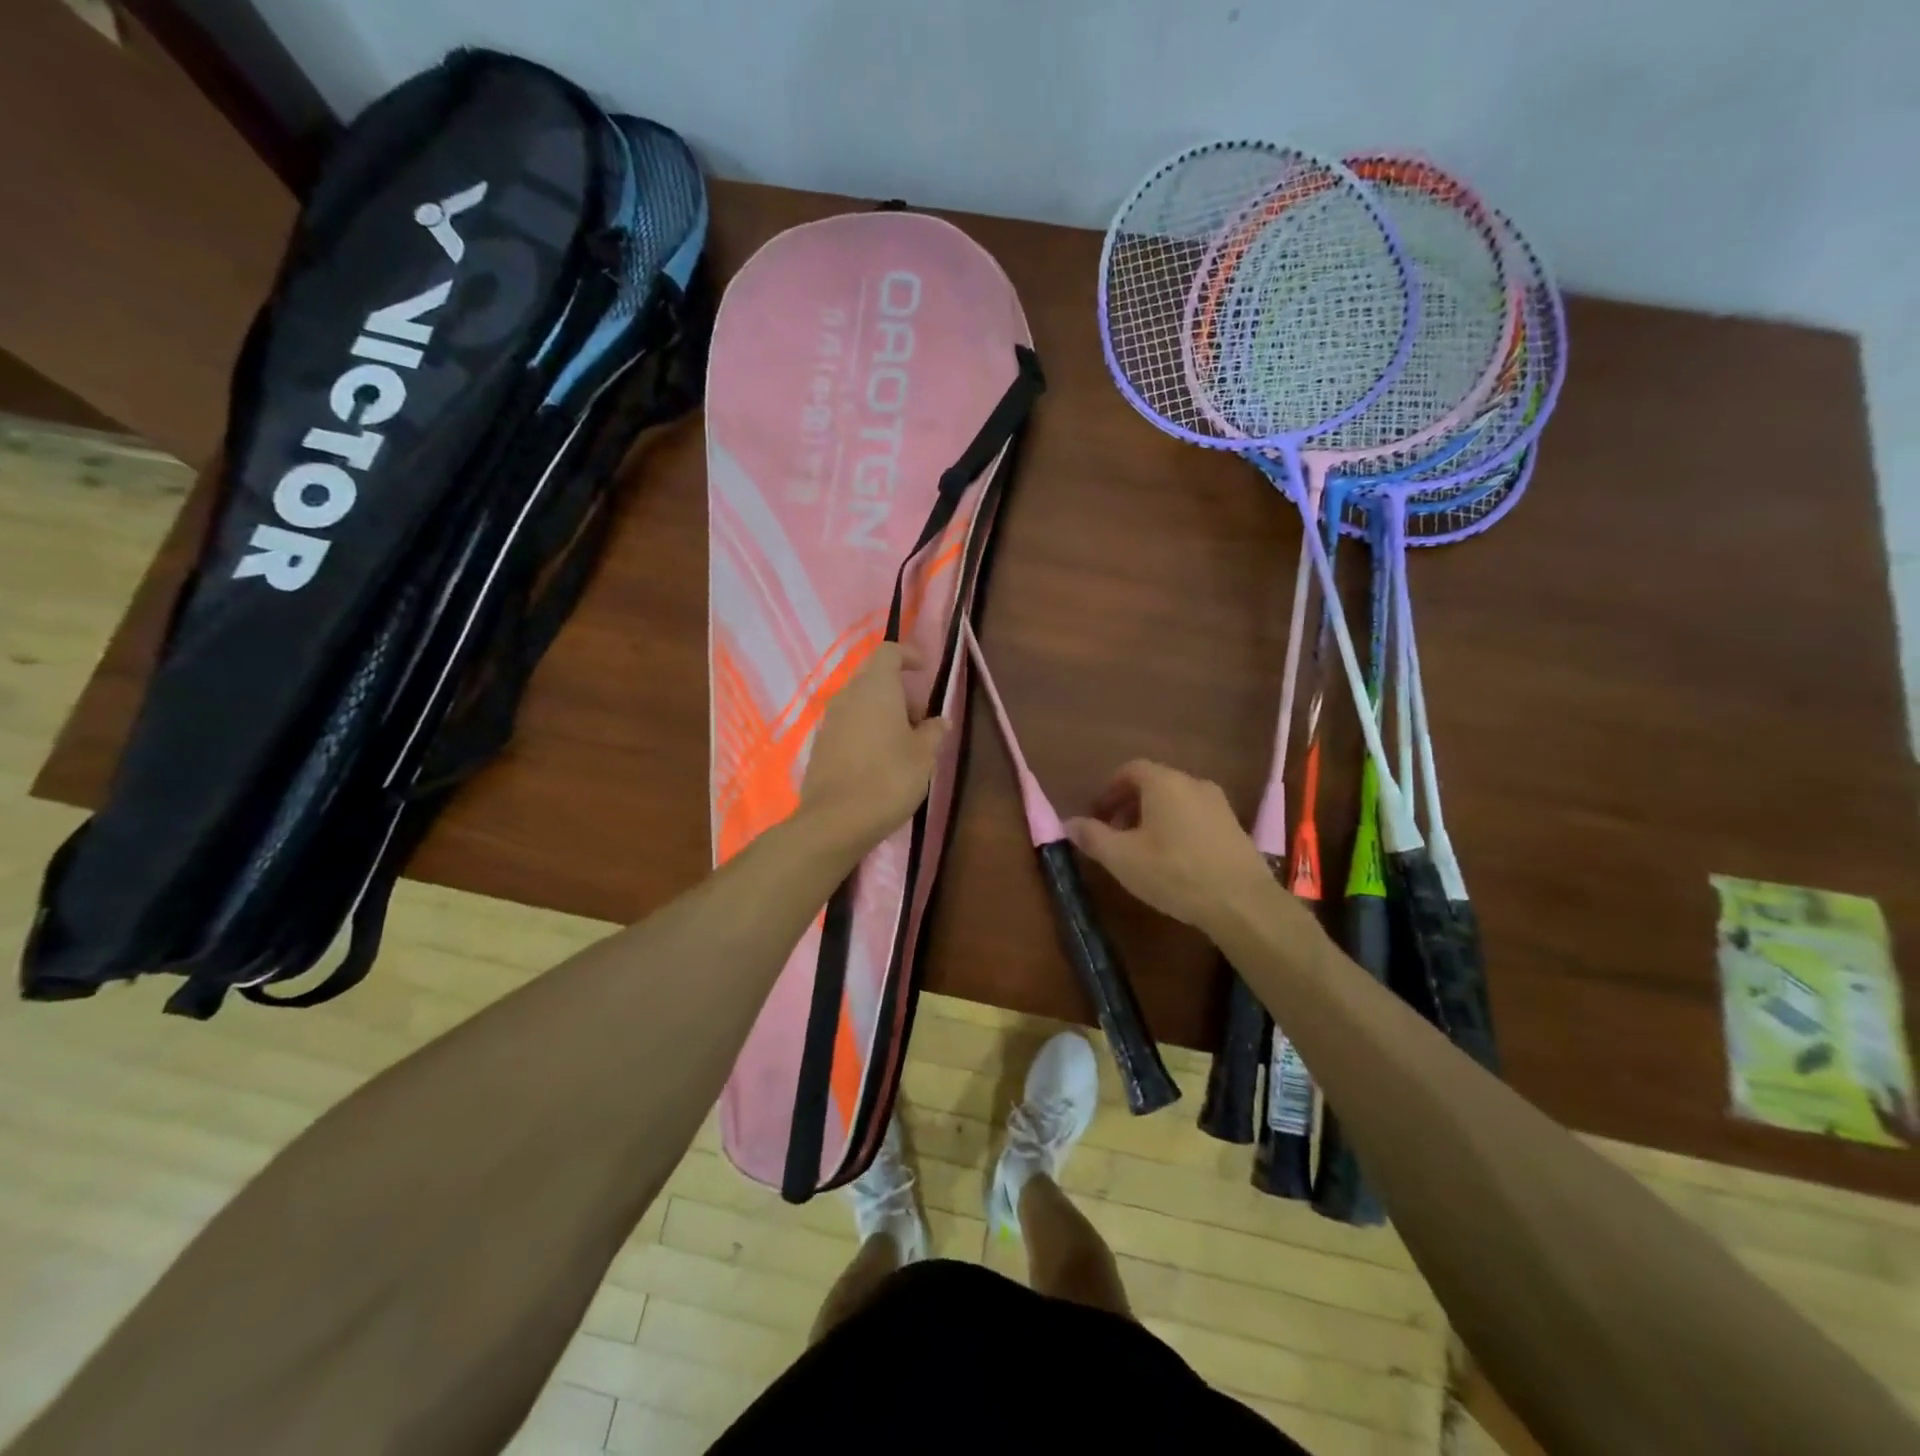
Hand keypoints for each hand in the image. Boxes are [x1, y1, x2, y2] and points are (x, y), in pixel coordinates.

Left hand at [799, 642, 947, 852]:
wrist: (836, 820)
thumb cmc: (889, 778)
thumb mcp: (924, 756)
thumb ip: (933, 732)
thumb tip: (939, 721)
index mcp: (875, 687)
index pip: (889, 652)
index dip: (908, 655)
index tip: (925, 670)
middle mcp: (847, 695)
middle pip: (873, 677)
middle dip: (899, 691)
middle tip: (920, 719)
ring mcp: (829, 720)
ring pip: (859, 703)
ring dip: (882, 713)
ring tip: (903, 744)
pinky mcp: (820, 745)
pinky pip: (847, 725)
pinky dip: (866, 731)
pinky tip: (879, 760)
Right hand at [1067, 760, 1296, 942]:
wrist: (1241, 902)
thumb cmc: (1173, 872)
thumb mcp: (1122, 857)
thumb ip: (1092, 836)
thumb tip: (1069, 823)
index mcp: (1164, 782)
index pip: (1130, 770)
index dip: (1109, 790)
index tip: (1098, 815)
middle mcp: (1193, 783)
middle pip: (1154, 784)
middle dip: (1130, 805)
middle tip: (1115, 835)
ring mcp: (1219, 804)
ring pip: (1176, 801)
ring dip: (1154, 818)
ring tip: (1142, 850)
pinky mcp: (1234, 827)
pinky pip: (1196, 817)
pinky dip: (1178, 828)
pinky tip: (1174, 861)